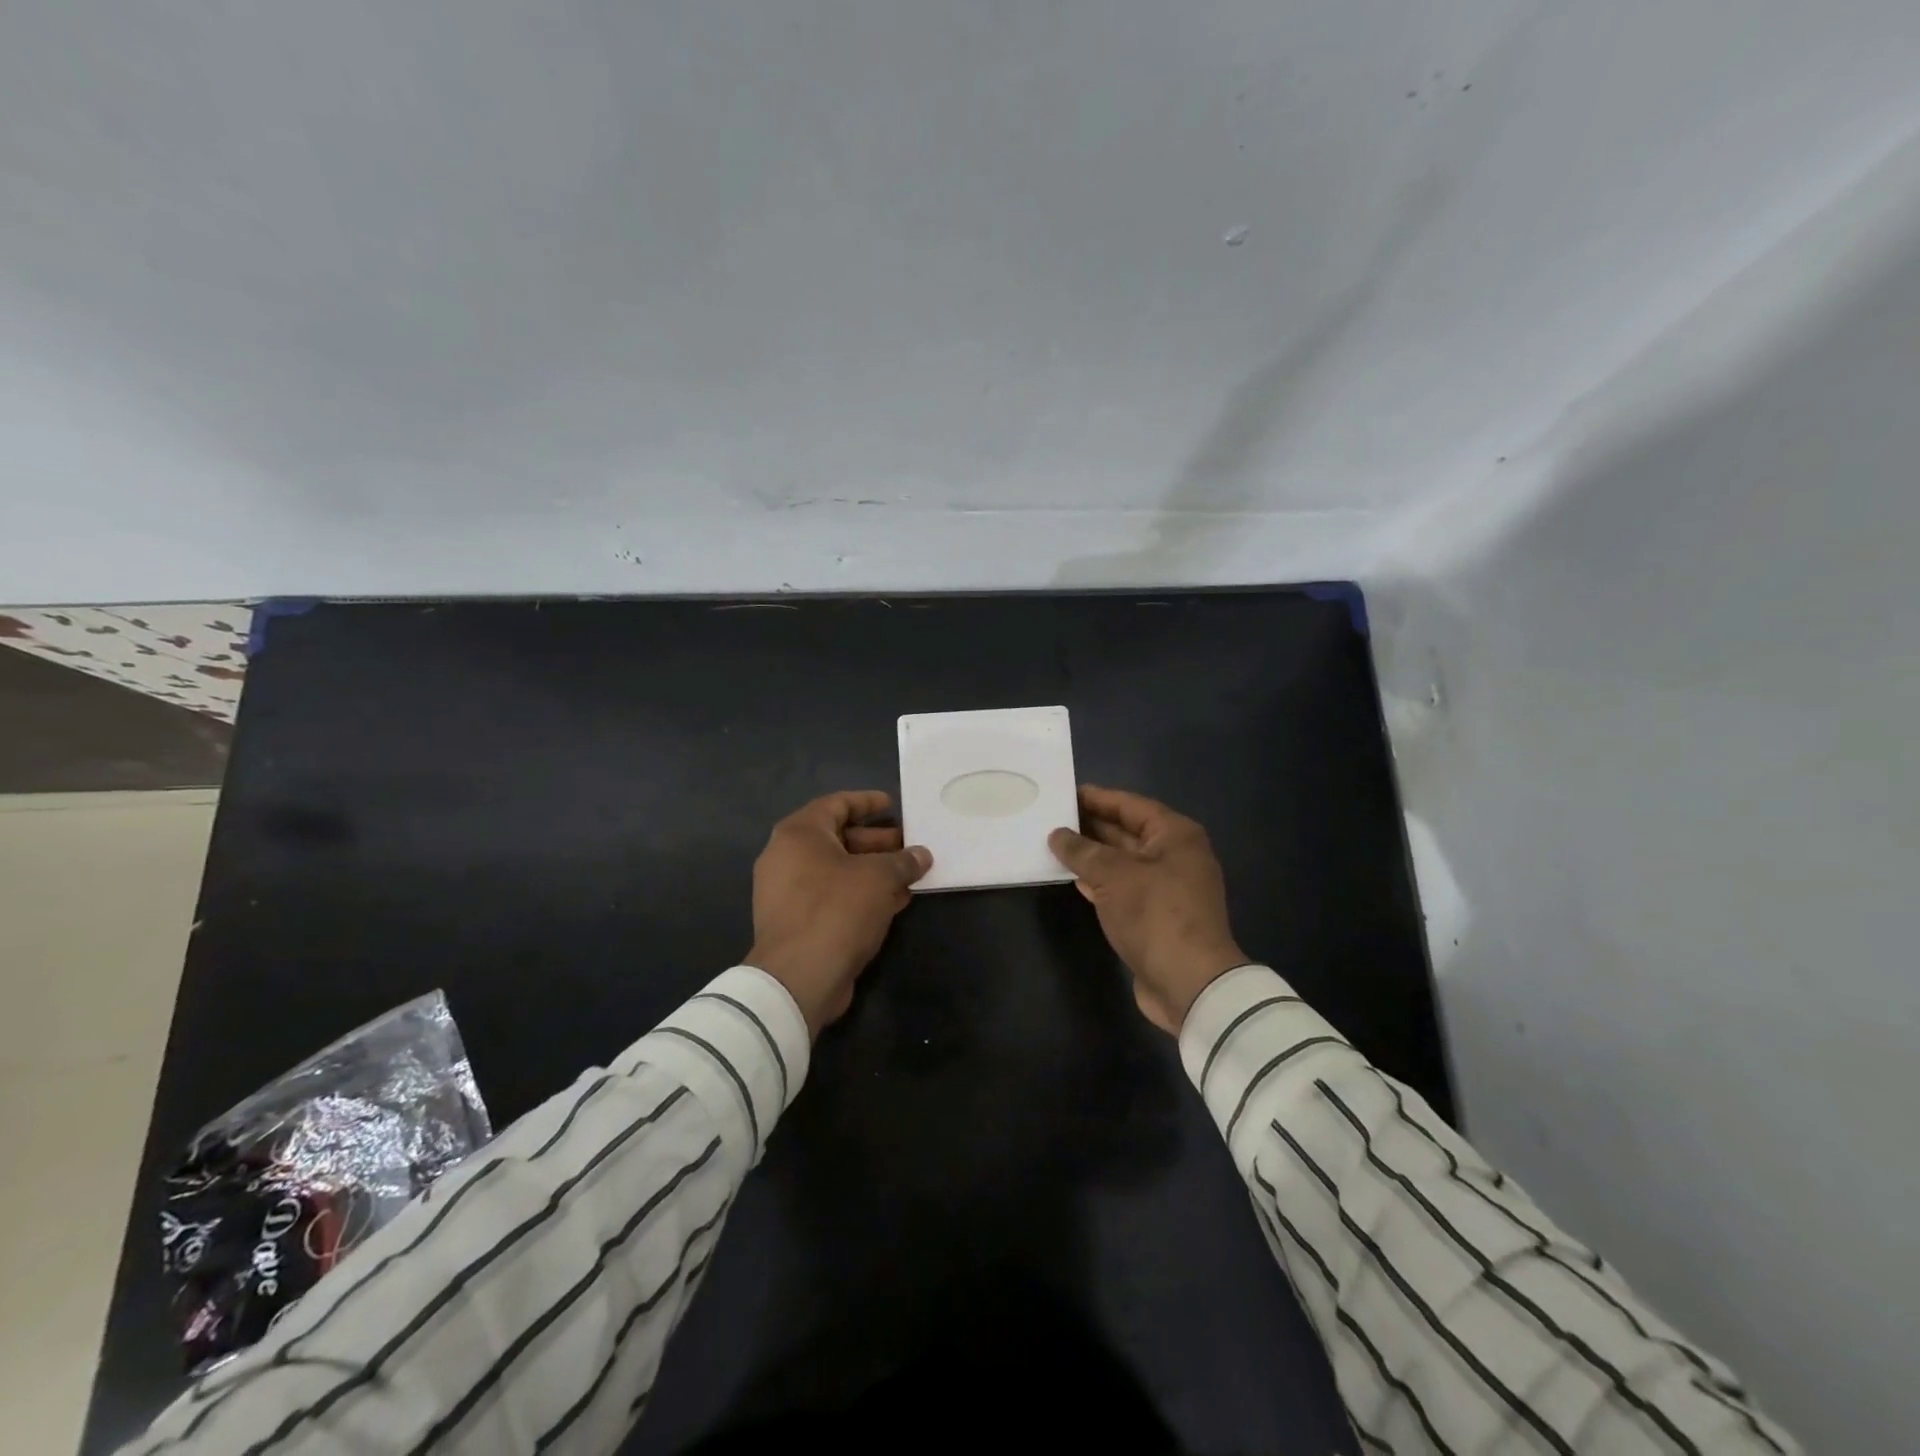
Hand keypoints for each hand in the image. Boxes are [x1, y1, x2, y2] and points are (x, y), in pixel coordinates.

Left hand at [746, 791, 931, 1037]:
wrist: (799, 978)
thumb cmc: (837, 909)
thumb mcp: (879, 878)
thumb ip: (903, 861)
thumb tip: (922, 855)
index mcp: (799, 834)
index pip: (836, 804)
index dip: (867, 802)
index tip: (893, 805)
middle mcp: (787, 857)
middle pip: (839, 838)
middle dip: (878, 841)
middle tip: (910, 844)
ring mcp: (788, 892)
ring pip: (839, 870)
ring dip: (874, 870)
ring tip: (911, 873)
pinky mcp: (797, 922)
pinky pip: (834, 896)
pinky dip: (862, 893)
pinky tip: (896, 901)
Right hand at [1048, 785, 1247, 1035]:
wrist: (1190, 983)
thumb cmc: (1155, 915)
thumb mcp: (1113, 875)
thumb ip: (1082, 851)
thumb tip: (1058, 835)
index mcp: (1175, 835)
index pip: (1130, 805)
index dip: (1098, 798)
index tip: (1066, 793)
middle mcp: (1176, 856)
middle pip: (1128, 832)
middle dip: (1092, 826)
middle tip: (1054, 818)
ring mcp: (1168, 888)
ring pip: (1124, 862)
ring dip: (1093, 855)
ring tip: (1056, 845)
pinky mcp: (1157, 916)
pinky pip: (1124, 888)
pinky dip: (1100, 882)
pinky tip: (1075, 879)